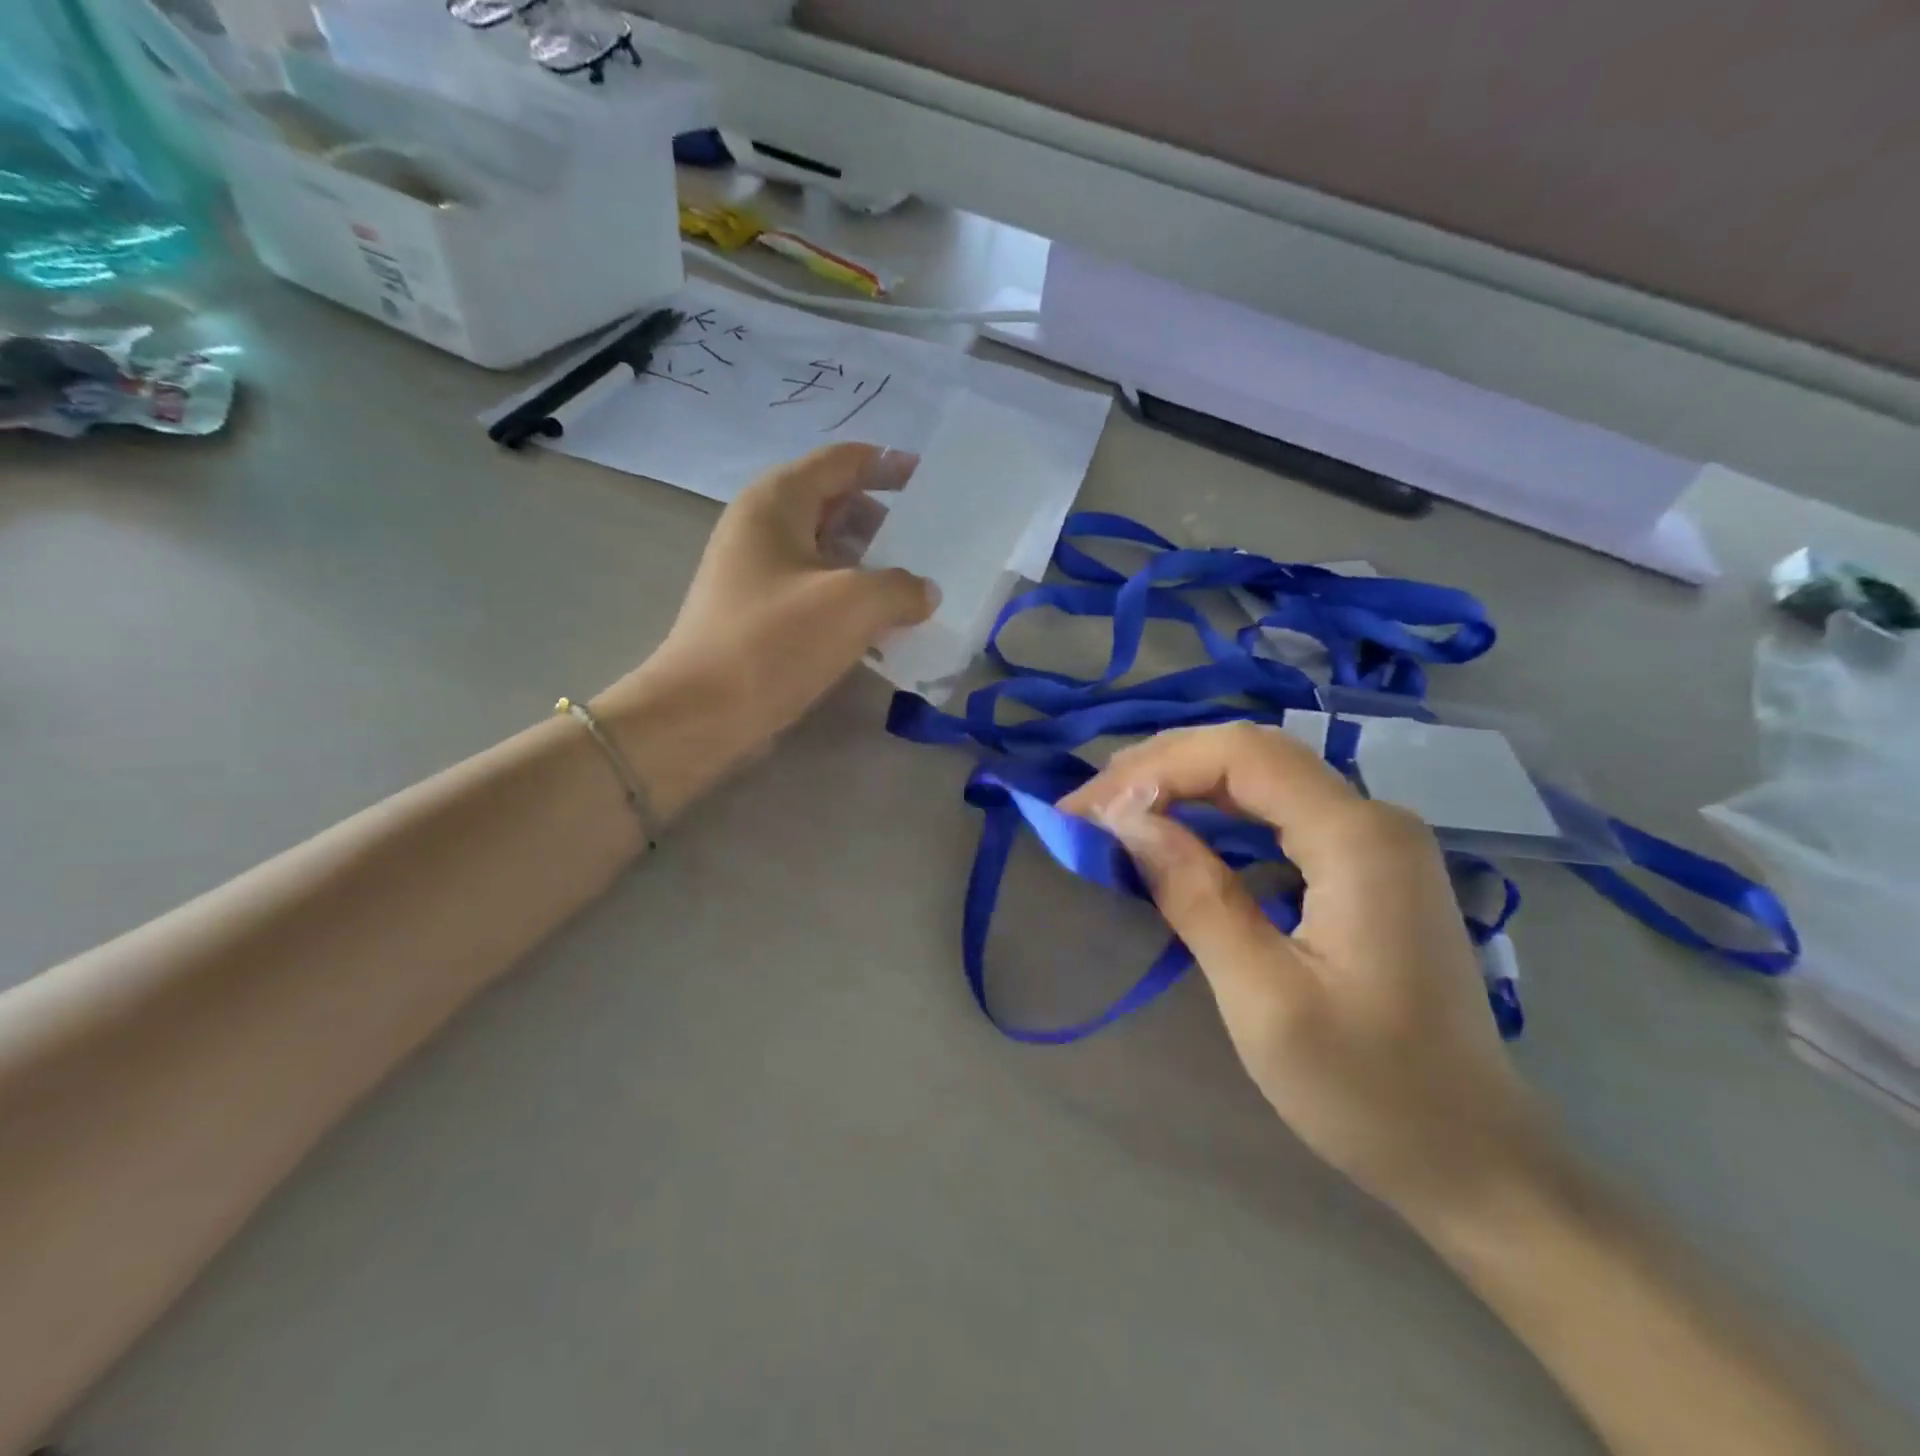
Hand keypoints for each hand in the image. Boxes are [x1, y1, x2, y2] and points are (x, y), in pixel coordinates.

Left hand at [598, 444, 933, 819]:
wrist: (702, 714)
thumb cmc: (774, 642)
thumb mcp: (853, 604)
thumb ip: (902, 587)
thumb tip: (924, 592)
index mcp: (777, 502)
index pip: (841, 462)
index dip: (888, 464)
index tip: (931, 481)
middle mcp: (762, 528)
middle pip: (835, 506)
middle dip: (885, 521)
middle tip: (932, 545)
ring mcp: (757, 574)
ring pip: (827, 554)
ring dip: (871, 566)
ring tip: (916, 589)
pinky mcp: (760, 616)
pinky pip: (816, 592)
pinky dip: (850, 600)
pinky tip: (883, 628)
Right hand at [1061, 723, 1554, 1226]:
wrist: (1473, 1159)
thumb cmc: (1368, 1090)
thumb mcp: (1263, 998)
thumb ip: (1195, 895)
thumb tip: (1127, 820)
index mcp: (1359, 839)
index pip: (1242, 756)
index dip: (1155, 769)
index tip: (1089, 811)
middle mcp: (1374, 818)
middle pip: (1251, 754)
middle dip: (1161, 768)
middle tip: (1088, 806)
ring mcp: (1376, 840)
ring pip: (1262, 777)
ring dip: (1184, 785)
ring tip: (1116, 811)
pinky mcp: (1367, 866)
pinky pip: (1278, 812)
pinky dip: (1216, 813)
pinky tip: (1178, 833)